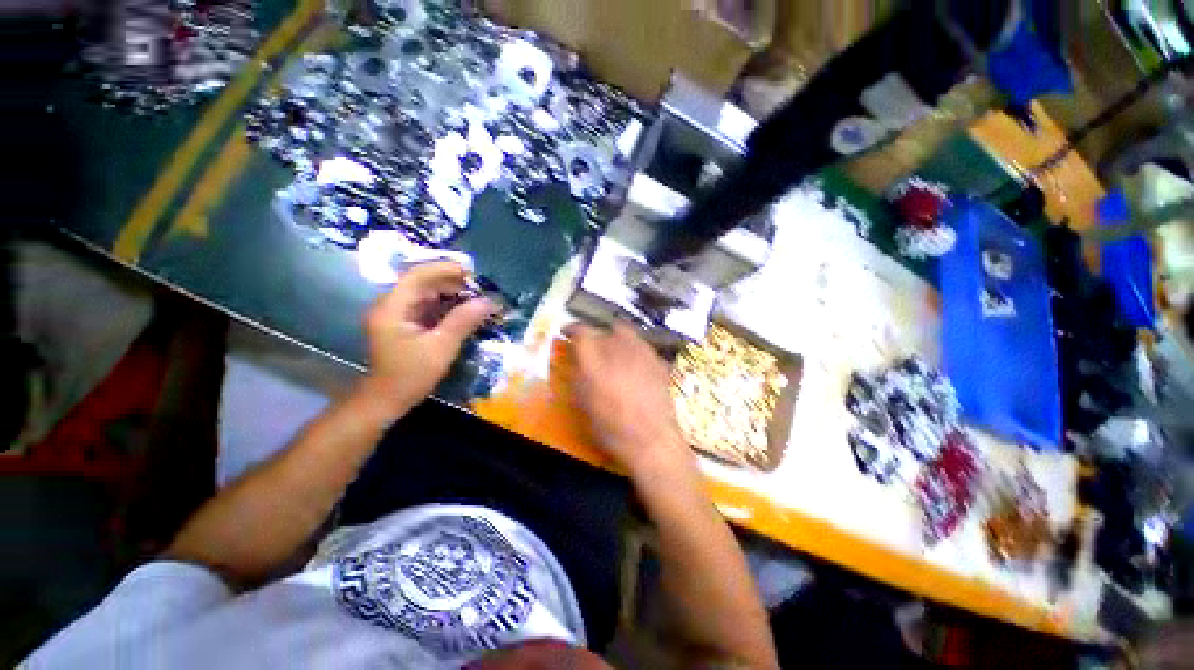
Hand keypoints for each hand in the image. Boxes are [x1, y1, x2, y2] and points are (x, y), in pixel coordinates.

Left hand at [362, 262, 495, 415]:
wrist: (387, 400)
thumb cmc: (411, 375)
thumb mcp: (441, 347)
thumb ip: (463, 321)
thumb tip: (490, 301)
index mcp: (392, 308)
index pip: (417, 276)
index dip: (445, 269)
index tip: (472, 273)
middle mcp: (391, 305)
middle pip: (422, 282)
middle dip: (452, 282)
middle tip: (480, 288)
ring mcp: (397, 314)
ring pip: (427, 293)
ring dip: (452, 293)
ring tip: (477, 297)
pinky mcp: (405, 323)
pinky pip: (428, 306)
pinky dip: (447, 305)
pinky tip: (465, 310)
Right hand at [564, 321, 694, 475]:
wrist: (651, 439)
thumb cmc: (611, 426)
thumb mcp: (583, 403)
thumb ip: (578, 374)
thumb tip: (577, 360)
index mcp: (595, 358)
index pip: (581, 330)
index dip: (572, 328)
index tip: (567, 333)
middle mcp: (619, 347)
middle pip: (606, 327)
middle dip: (598, 333)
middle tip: (594, 346)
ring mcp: (642, 351)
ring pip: (627, 332)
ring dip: (617, 338)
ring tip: (615, 353)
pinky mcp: (659, 360)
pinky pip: (643, 347)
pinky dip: (635, 351)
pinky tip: (636, 366)